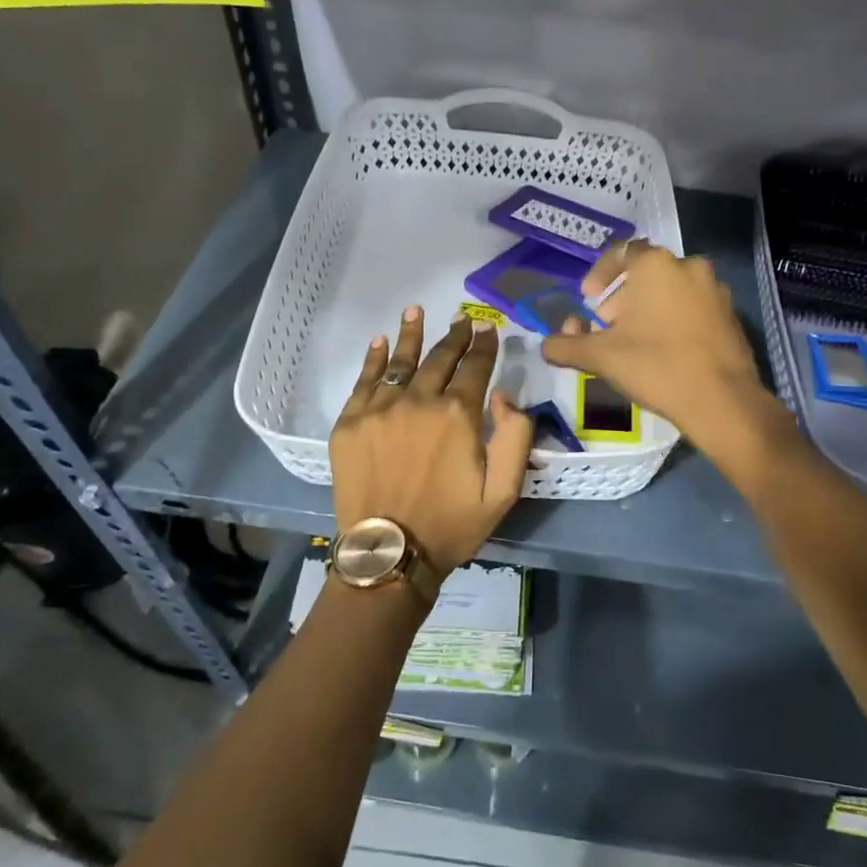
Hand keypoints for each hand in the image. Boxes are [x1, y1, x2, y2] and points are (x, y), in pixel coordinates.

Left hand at [331, 307, 534, 579]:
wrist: (389, 555)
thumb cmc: (452, 524)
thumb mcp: (504, 491)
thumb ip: (515, 437)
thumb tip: (502, 394)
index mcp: (457, 415)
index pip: (475, 368)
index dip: (484, 346)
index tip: (488, 329)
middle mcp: (418, 401)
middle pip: (439, 358)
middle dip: (455, 336)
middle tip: (463, 320)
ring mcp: (380, 409)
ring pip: (400, 361)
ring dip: (411, 334)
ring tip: (417, 311)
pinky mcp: (350, 423)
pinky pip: (364, 381)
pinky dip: (374, 359)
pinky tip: (380, 342)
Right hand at [540, 240, 771, 449]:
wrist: (721, 401)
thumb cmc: (655, 366)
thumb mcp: (600, 357)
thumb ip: (566, 346)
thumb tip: (545, 346)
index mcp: (656, 265)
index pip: (621, 253)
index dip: (600, 275)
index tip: (590, 301)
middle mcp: (689, 267)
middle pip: (646, 274)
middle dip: (622, 297)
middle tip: (608, 327)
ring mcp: (715, 290)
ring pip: (672, 291)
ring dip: (649, 309)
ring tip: (635, 342)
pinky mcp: (732, 316)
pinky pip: (694, 308)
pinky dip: (675, 320)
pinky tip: (666, 351)